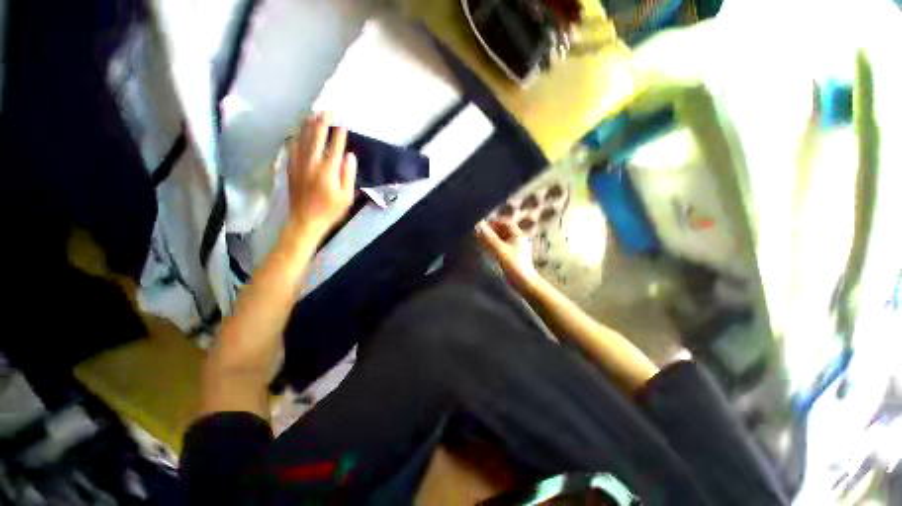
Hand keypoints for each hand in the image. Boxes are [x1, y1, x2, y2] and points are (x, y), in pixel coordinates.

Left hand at [286, 112, 356, 239]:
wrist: (305, 221)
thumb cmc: (330, 211)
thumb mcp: (346, 197)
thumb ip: (348, 175)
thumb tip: (349, 156)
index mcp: (327, 171)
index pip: (334, 147)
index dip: (339, 135)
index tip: (342, 124)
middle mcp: (311, 163)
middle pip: (316, 138)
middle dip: (321, 123)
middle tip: (326, 111)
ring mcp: (298, 165)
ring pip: (301, 140)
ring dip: (307, 126)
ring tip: (311, 114)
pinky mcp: (290, 169)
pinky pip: (292, 148)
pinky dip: (296, 138)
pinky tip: (297, 133)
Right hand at [476, 220, 539, 291]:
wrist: (524, 283)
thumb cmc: (514, 265)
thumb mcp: (500, 250)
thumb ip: (489, 237)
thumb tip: (479, 225)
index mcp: (518, 235)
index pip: (505, 223)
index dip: (494, 222)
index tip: (483, 224)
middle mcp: (517, 240)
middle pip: (503, 231)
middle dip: (492, 230)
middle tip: (480, 232)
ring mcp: (515, 248)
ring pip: (501, 239)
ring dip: (492, 238)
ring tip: (480, 240)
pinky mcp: (512, 256)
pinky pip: (501, 247)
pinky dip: (493, 245)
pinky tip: (486, 249)